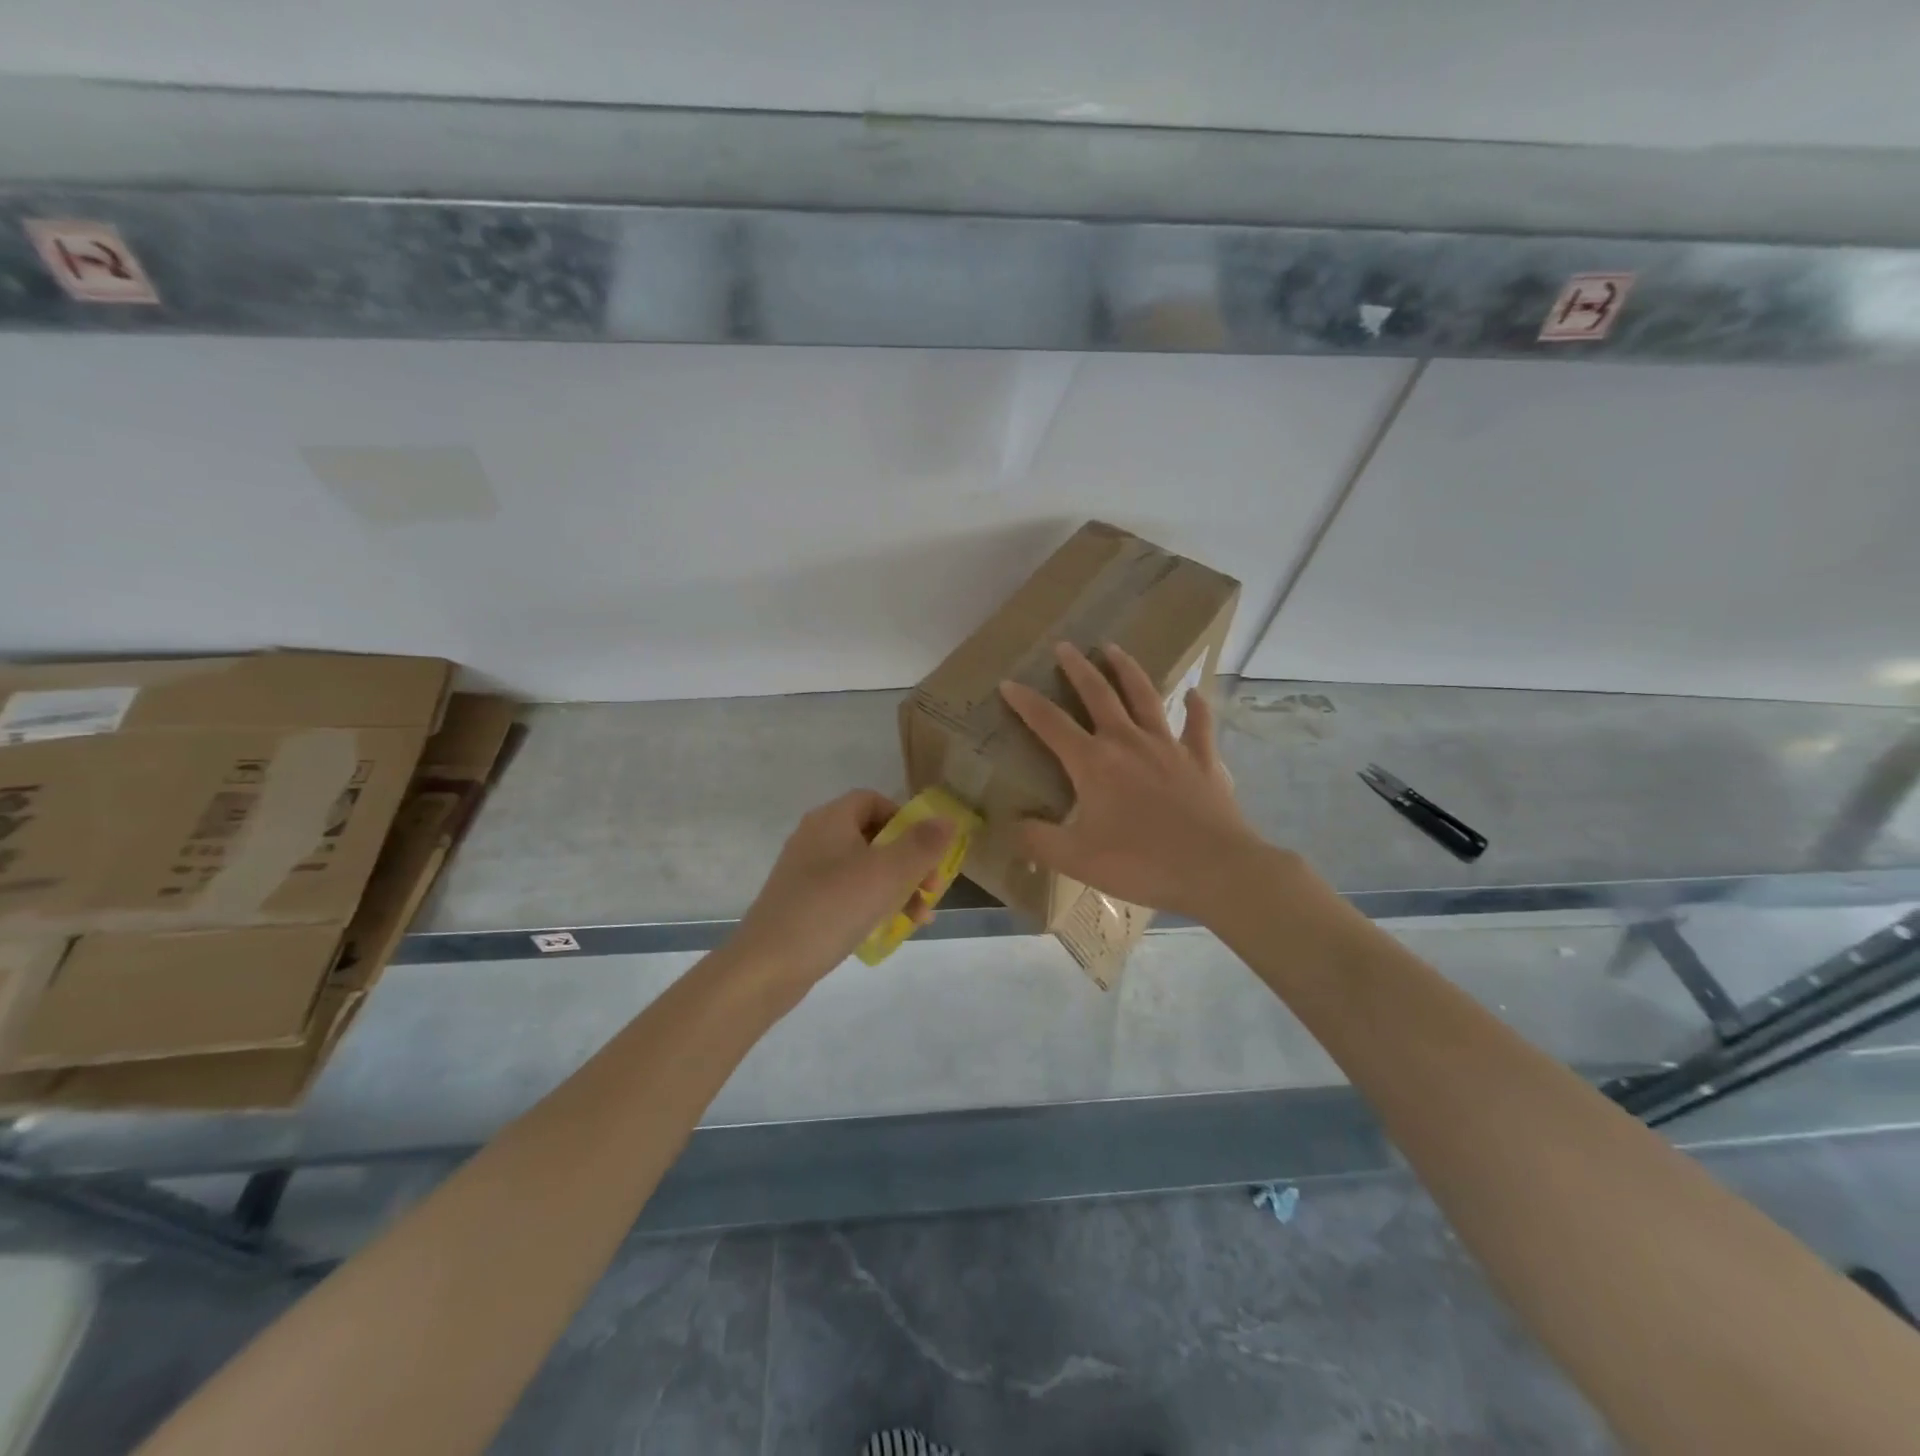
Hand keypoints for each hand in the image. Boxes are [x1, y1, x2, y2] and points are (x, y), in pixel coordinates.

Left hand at [732, 790, 952, 984]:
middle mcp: (815, 838)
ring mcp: (805, 873)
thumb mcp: (887, 873)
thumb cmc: (832, 908)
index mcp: (831, 820)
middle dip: (909, 861)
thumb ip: (922, 844)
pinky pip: (846, 894)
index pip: (873, 800)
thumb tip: (948, 820)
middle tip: (931, 890)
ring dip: (896, 888)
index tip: (926, 849)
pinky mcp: (802, 904)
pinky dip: (871, 905)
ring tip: (919, 918)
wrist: (767, 965)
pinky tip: (888, 929)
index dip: (905, 819)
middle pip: (873, 837)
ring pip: (863, 869)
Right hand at [999, 642, 1263, 920]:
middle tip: (1064, 646)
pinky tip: (1193, 693)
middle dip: (1077, 669)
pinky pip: (1199, 725)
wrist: (1214, 869)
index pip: (1050, 723)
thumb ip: (1037, 840)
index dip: (1026, 703)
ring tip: (1114, 648)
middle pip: (1099, 695)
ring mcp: (1169, 746)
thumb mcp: (1075, 858)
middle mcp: (1129, 742)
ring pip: (1145, 696)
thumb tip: (1007, 827)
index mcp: (1094, 762)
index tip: (1008, 683)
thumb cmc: (1140, 863)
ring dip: (1127, 670)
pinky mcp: (1203, 760)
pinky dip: (1195, 707)